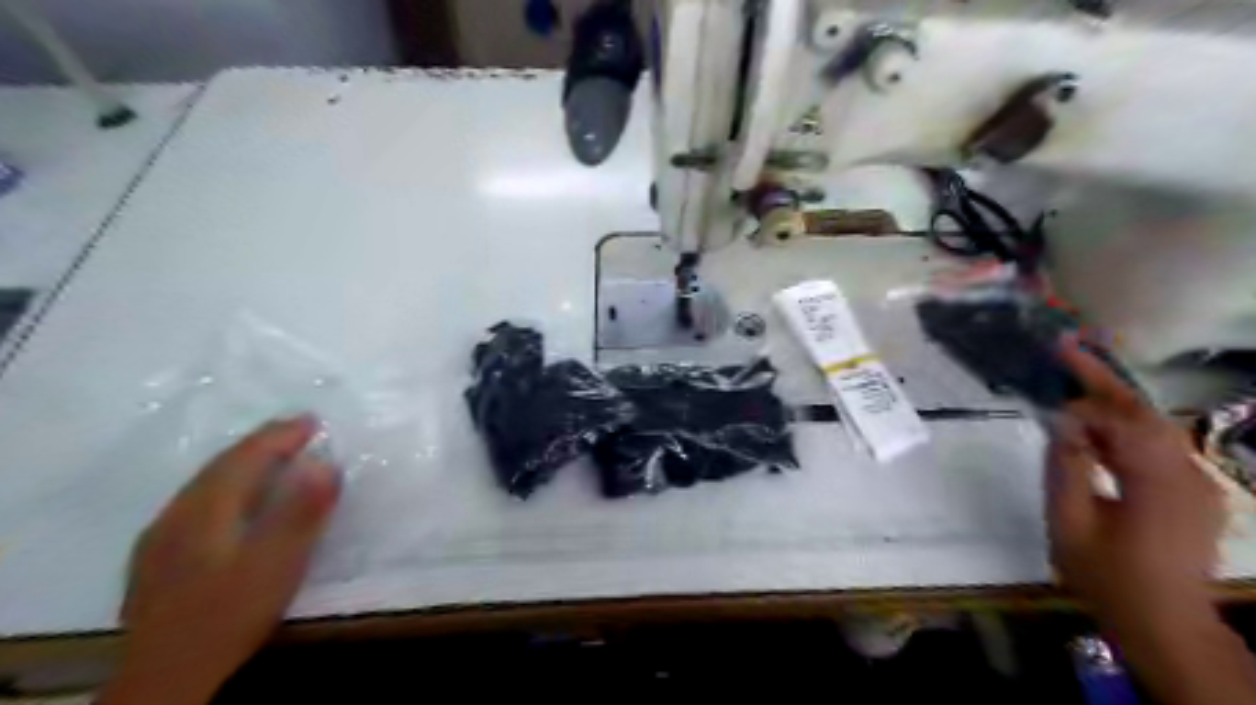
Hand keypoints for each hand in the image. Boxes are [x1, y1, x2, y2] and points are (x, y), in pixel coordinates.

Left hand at [100, 418, 340, 704]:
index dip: (280, 435)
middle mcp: (177, 513)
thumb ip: (301, 512)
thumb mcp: (277, 563)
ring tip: (274, 454)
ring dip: (243, 461)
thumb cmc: (229, 613)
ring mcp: (162, 536)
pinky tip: (235, 499)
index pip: (246, 457)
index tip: (313, 420)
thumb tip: (326, 463)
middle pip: (221, 465)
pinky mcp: (159, 557)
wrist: (164, 675)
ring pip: (206, 483)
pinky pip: (199, 501)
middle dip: (262, 442)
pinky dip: (227, 485)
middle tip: (298, 429)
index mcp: (206, 509)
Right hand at [1048, 344, 1221, 624]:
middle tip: (1064, 348)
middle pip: (1144, 412)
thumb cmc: (1109, 576)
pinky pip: (1155, 446)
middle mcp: (1187, 474)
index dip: (1083, 406)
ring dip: (1110, 401)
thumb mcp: (1070, 524)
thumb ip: (1065, 469)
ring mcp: (1196, 482)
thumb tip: (1060, 425)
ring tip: (1072, 378)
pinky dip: (1122, 428)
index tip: (1046, 404)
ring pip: (1152, 426)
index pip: (1123, 422)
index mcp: (1158, 483)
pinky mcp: (1192, 491)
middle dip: (1103, 378)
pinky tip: (1092, 429)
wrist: (1166, 622)